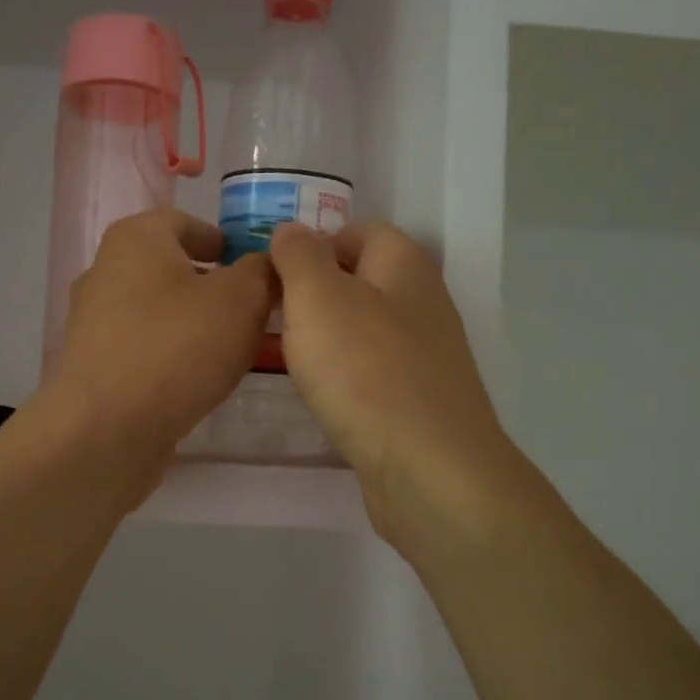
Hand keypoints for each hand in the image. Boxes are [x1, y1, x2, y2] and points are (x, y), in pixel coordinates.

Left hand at [46, 208, 273, 468]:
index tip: (255, 267)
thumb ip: (261, 271)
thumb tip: (265, 263)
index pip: (186, 222)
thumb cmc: (177, 348)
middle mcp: (106, 271)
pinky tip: (199, 379)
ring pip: (159, 311)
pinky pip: (144, 347)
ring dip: (195, 324)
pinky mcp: (94, 365)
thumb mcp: (240, 300)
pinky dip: (173, 355)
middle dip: (214, 286)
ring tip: (235, 349)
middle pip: (171, 268)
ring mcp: (94, 321)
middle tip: (255, 311)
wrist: (107, 429)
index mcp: (136, 239)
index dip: (224, 240)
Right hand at [271, 221, 521, 558]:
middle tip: (271, 315)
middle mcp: (423, 303)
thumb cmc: (365, 370)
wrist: (428, 468)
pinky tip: (322, 395)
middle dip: (316, 292)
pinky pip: (374, 372)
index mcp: (405, 266)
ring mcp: (427, 355)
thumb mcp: (317, 298)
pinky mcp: (421, 401)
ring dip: (329, 336)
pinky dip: (346, 376)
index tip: (275, 272)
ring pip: (367, 329)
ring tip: (287, 355)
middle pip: (364, 280)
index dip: (316, 243)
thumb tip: (292, 231)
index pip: (361, 230)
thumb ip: (300, 257)